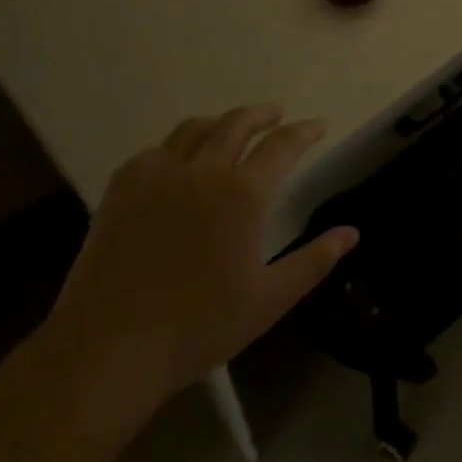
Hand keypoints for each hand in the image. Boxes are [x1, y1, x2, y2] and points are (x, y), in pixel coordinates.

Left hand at [42, 106, 357, 408]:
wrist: (109, 347)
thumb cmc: (198, 326)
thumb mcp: (269, 300)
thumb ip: (314, 261)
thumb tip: (352, 232)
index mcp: (243, 194)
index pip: (282, 146)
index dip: (304, 131)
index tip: (318, 124)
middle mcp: (204, 171)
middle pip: (237, 123)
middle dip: (263, 114)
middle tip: (277, 114)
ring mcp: (159, 174)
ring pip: (195, 129)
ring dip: (220, 122)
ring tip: (229, 128)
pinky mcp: (123, 187)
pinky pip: (156, 150)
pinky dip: (177, 146)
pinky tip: (177, 161)